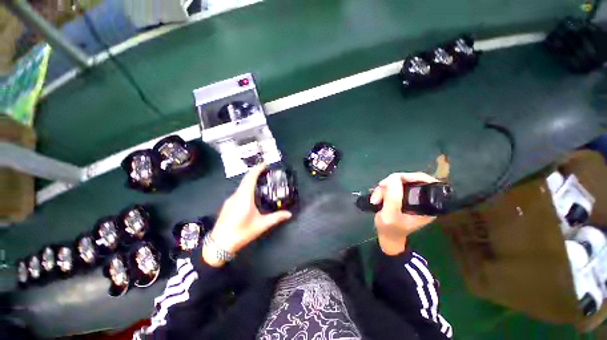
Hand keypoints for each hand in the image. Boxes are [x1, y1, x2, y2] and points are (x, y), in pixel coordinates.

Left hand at [204, 164, 291, 266]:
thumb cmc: (242, 232)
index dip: (258, 168)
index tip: (265, 163)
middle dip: (255, 174)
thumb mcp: (261, 225)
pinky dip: (245, 191)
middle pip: (245, 180)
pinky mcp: (227, 206)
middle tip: (266, 173)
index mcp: (244, 196)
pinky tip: (250, 199)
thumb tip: (288, 214)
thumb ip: (275, 218)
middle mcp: (236, 195)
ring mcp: (229, 200)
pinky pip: (237, 194)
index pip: (251, 177)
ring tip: (260, 185)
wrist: (221, 242)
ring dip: (249, 183)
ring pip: (241, 187)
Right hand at [370, 172, 438, 254]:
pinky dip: (387, 188)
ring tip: (377, 197)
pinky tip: (379, 195)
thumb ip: (393, 197)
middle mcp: (425, 198)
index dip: (412, 177)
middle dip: (394, 182)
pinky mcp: (408, 195)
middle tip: (381, 188)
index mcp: (429, 205)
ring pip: (403, 180)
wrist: (387, 238)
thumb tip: (394, 178)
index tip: (396, 180)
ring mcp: (416, 196)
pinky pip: (398, 184)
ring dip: (387, 186)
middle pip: (413, 178)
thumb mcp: (390, 216)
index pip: (426, 181)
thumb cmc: (390, 230)